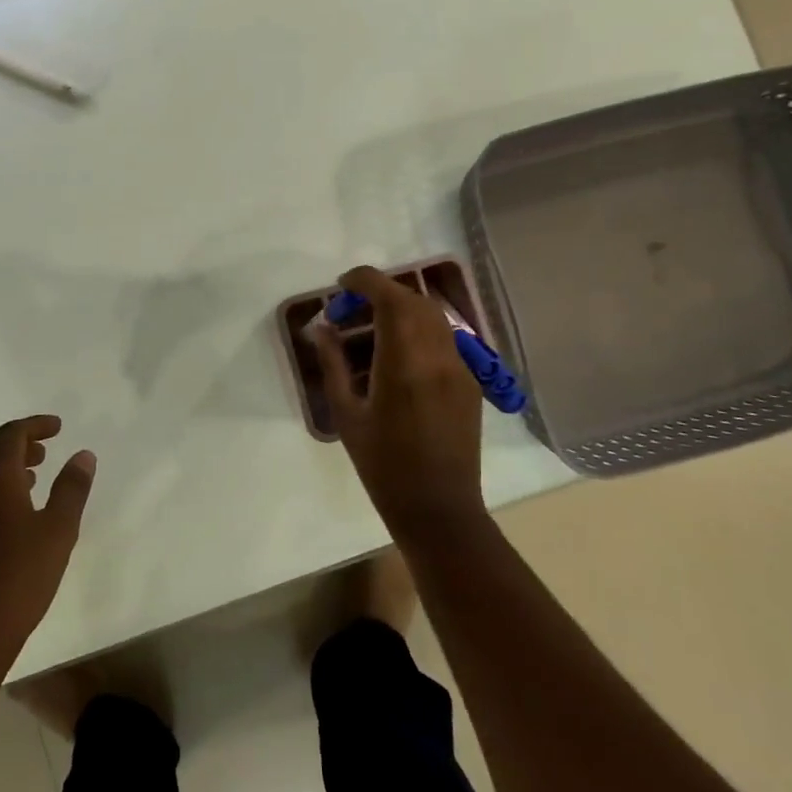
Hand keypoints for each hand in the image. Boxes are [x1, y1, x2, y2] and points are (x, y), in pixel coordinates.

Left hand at [0, 416, 95, 677]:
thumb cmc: (18, 578)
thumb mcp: (58, 531)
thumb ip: (71, 489)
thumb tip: (83, 454)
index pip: (11, 435)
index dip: (35, 426)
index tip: (58, 428)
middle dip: (18, 445)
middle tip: (45, 453)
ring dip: (5, 470)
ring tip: (34, 482)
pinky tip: (13, 521)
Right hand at [312, 266, 486, 543]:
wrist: (439, 510)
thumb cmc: (383, 466)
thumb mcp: (346, 414)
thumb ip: (333, 364)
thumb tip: (322, 328)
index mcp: (404, 362)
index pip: (389, 297)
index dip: (364, 281)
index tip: (341, 285)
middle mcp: (438, 355)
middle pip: (413, 300)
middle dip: (380, 294)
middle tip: (350, 311)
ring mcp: (460, 367)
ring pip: (432, 316)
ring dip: (401, 310)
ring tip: (371, 331)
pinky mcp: (469, 381)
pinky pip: (443, 339)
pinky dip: (418, 331)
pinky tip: (397, 356)